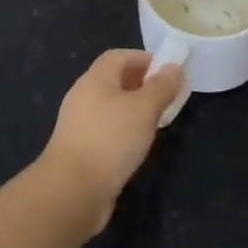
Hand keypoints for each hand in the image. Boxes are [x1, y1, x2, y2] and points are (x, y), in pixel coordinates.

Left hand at [41, 50, 182, 232]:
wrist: (73, 190)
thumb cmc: (110, 139)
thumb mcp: (144, 108)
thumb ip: (161, 86)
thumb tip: (174, 67)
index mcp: (95, 79)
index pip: (119, 56)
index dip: (144, 59)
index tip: (169, 72)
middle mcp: (83, 96)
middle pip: (114, 80)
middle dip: (142, 84)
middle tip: (167, 96)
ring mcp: (79, 124)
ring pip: (111, 107)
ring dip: (134, 109)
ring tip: (157, 121)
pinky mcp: (80, 150)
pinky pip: (107, 130)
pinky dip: (124, 131)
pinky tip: (138, 145)